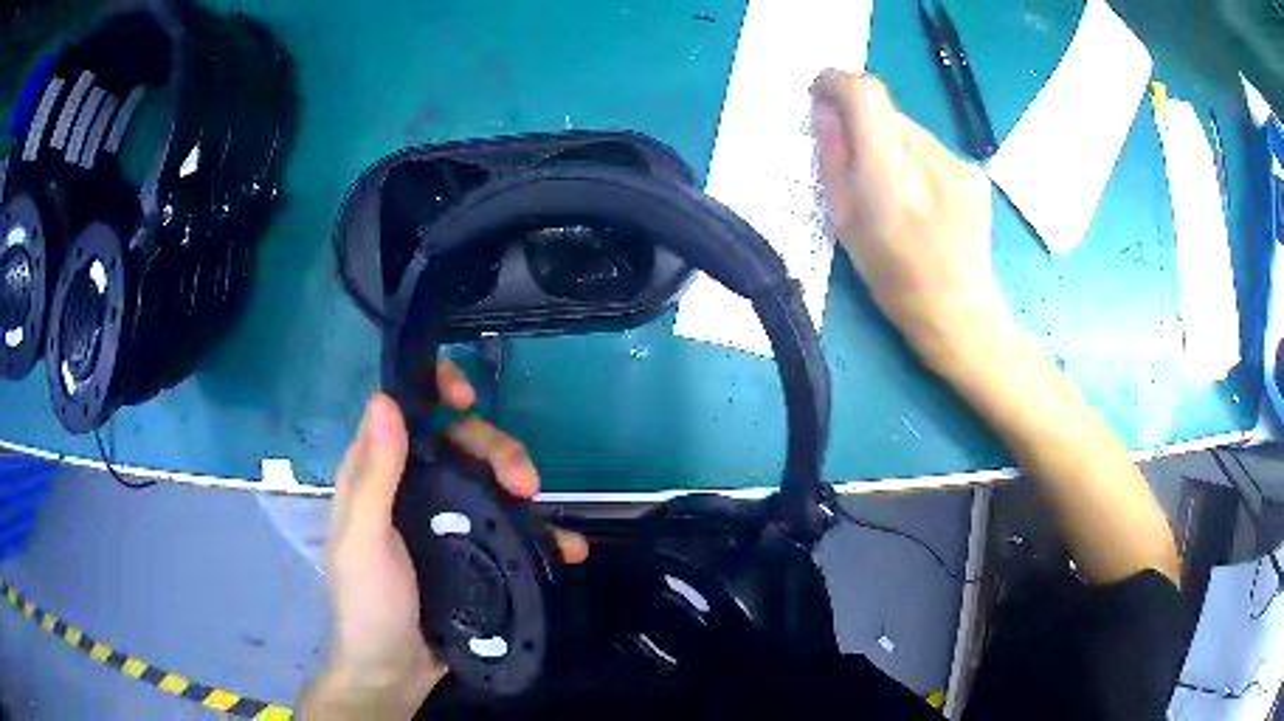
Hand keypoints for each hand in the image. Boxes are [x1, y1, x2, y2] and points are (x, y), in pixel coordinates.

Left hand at [303, 360, 587, 718]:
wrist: (395, 673)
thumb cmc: (369, 604)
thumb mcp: (364, 541)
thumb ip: (374, 476)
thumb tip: (386, 399)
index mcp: (376, 476)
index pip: (402, 411)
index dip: (432, 390)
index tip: (465, 396)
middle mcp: (410, 490)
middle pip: (458, 444)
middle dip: (495, 450)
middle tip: (525, 481)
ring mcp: (443, 522)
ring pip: (487, 480)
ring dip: (521, 485)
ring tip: (545, 508)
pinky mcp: (471, 553)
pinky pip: (507, 528)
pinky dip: (538, 532)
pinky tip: (565, 545)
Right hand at [810, 71, 1015, 371]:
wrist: (959, 312)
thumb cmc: (892, 277)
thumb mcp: (843, 221)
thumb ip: (833, 158)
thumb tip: (824, 111)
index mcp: (889, 175)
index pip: (864, 93)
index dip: (837, 82)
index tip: (821, 93)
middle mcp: (928, 158)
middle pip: (887, 112)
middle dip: (865, 127)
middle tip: (860, 167)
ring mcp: (959, 164)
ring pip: (911, 132)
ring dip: (894, 148)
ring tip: (899, 195)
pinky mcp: (976, 173)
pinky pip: (935, 152)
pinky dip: (920, 164)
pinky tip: (927, 203)